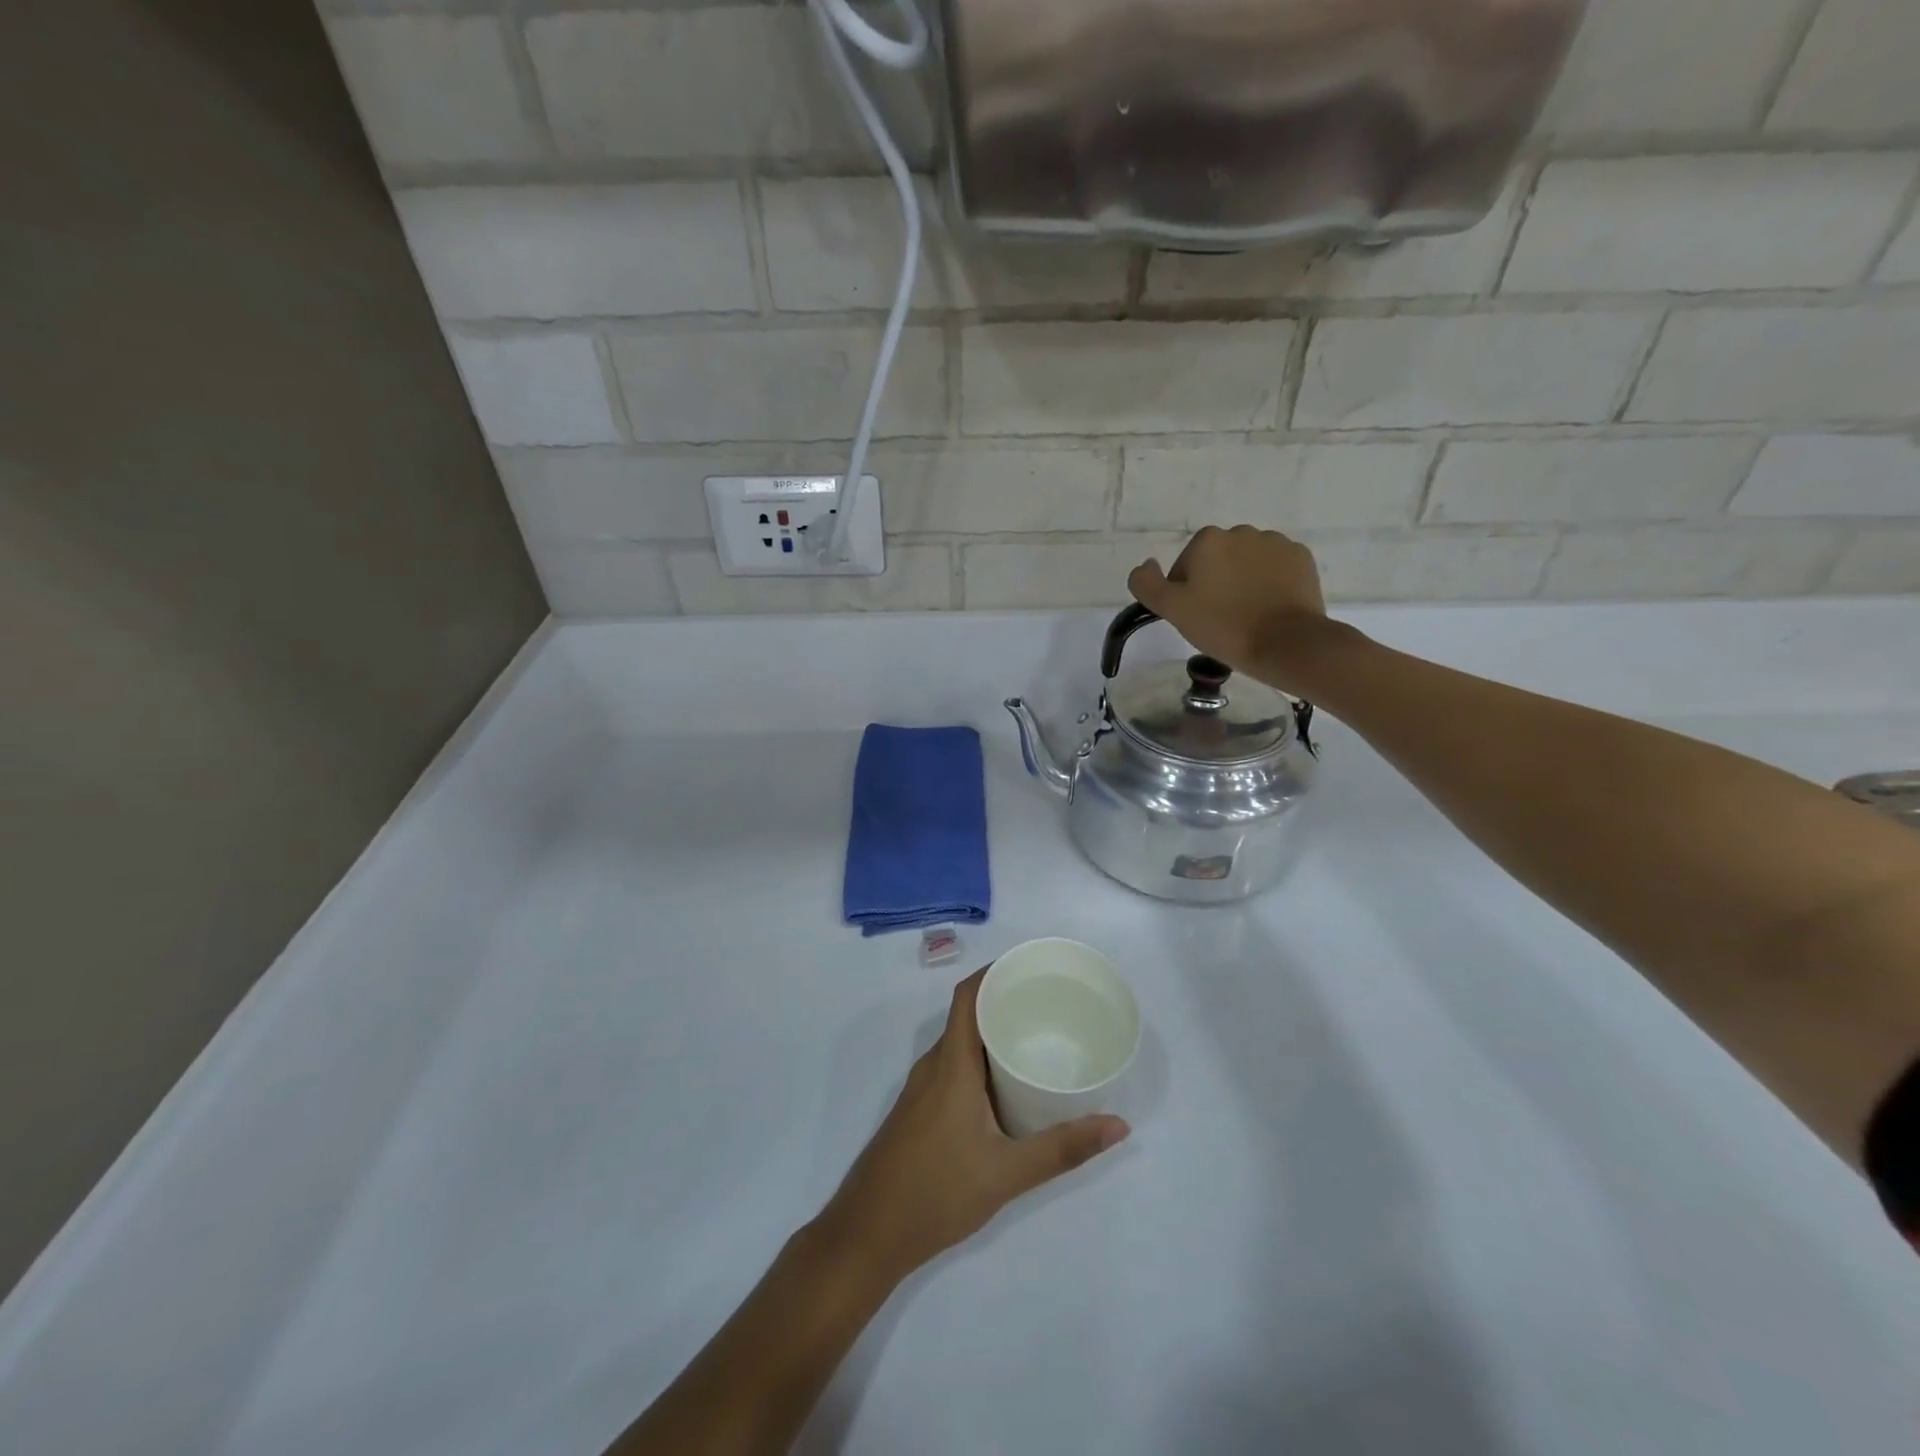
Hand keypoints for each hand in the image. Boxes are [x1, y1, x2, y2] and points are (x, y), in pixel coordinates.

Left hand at [817, 970, 1129, 1286]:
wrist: (868, 1234)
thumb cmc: (936, 1192)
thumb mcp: (1007, 1172)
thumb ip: (1062, 1148)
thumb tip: (1118, 1125)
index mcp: (951, 1064)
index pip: (967, 996)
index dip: (994, 972)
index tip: (1030, 968)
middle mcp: (933, 1066)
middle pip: (966, 1015)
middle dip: (1003, 1002)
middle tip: (1048, 1004)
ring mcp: (921, 1089)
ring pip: (959, 1044)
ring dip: (991, 1034)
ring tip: (1035, 1038)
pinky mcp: (918, 1111)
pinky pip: (952, 1067)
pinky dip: (979, 1061)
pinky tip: (1005, 1086)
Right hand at [1128, 525, 1335, 693]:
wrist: (1285, 642)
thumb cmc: (1223, 626)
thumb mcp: (1172, 610)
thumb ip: (1147, 584)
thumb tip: (1146, 565)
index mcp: (1207, 540)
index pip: (1185, 566)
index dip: (1185, 593)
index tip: (1196, 617)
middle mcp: (1241, 532)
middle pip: (1217, 561)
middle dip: (1216, 583)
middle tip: (1220, 618)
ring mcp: (1275, 543)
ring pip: (1247, 562)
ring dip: (1243, 581)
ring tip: (1248, 614)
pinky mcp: (1301, 558)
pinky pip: (1275, 568)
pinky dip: (1270, 583)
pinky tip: (1269, 608)